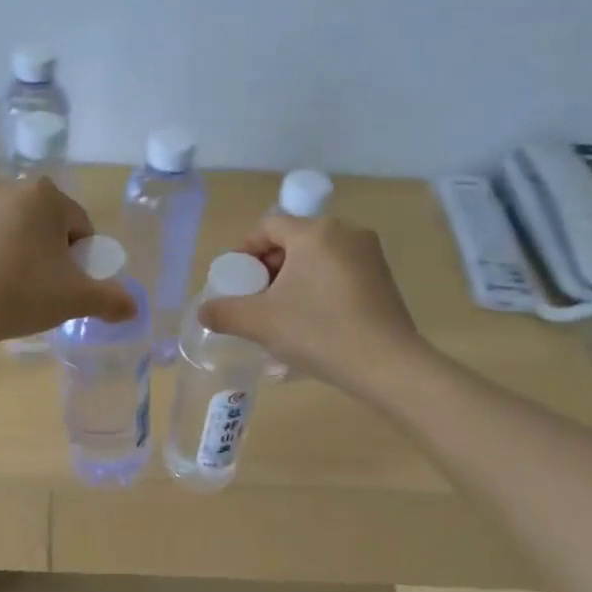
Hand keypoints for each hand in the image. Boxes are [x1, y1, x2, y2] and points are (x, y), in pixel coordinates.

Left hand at [0, 177, 136, 346]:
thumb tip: (134, 308)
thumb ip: (111, 300)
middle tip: (47, 288)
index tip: (69, 285)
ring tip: (20, 289)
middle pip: (49, 224)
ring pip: (19, 230)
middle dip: (53, 253)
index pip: (80, 226)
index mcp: (44, 194)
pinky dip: (0, 256)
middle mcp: (10, 187)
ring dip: (27, 254)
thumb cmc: (23, 293)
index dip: (82, 259)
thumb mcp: (76, 298)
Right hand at [197, 215, 421, 394]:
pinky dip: (318, 285)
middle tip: (255, 298)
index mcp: (314, 232)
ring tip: (281, 311)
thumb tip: (204, 311)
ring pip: (316, 256)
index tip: (236, 280)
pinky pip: (338, 270)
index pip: (268, 226)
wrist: (387, 365)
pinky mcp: (383, 277)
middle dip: (268, 266)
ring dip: (293, 277)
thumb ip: (224, 312)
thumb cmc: (319, 332)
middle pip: (293, 239)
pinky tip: (312, 318)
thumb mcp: (260, 322)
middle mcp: (345, 232)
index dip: (245, 250)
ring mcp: (369, 254)